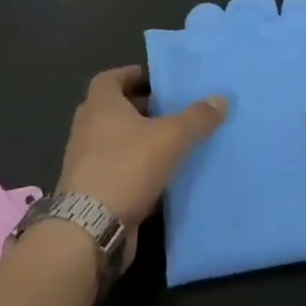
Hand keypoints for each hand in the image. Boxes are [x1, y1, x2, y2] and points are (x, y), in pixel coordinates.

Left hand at [56, 66, 228, 236]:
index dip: (132, 75)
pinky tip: (160, 176)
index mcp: (100, 106)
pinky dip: (134, 169)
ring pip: (114, 142)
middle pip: (113, 110)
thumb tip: (221, 99)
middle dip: (140, 108)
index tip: (157, 81)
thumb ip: (196, 117)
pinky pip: (115, 170)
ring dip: (138, 140)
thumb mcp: (170, 137)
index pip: (110, 78)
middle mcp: (87, 129)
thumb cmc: (126, 166)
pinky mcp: (90, 192)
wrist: (90, 229)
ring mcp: (85, 162)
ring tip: (171, 143)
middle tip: (170, 110)